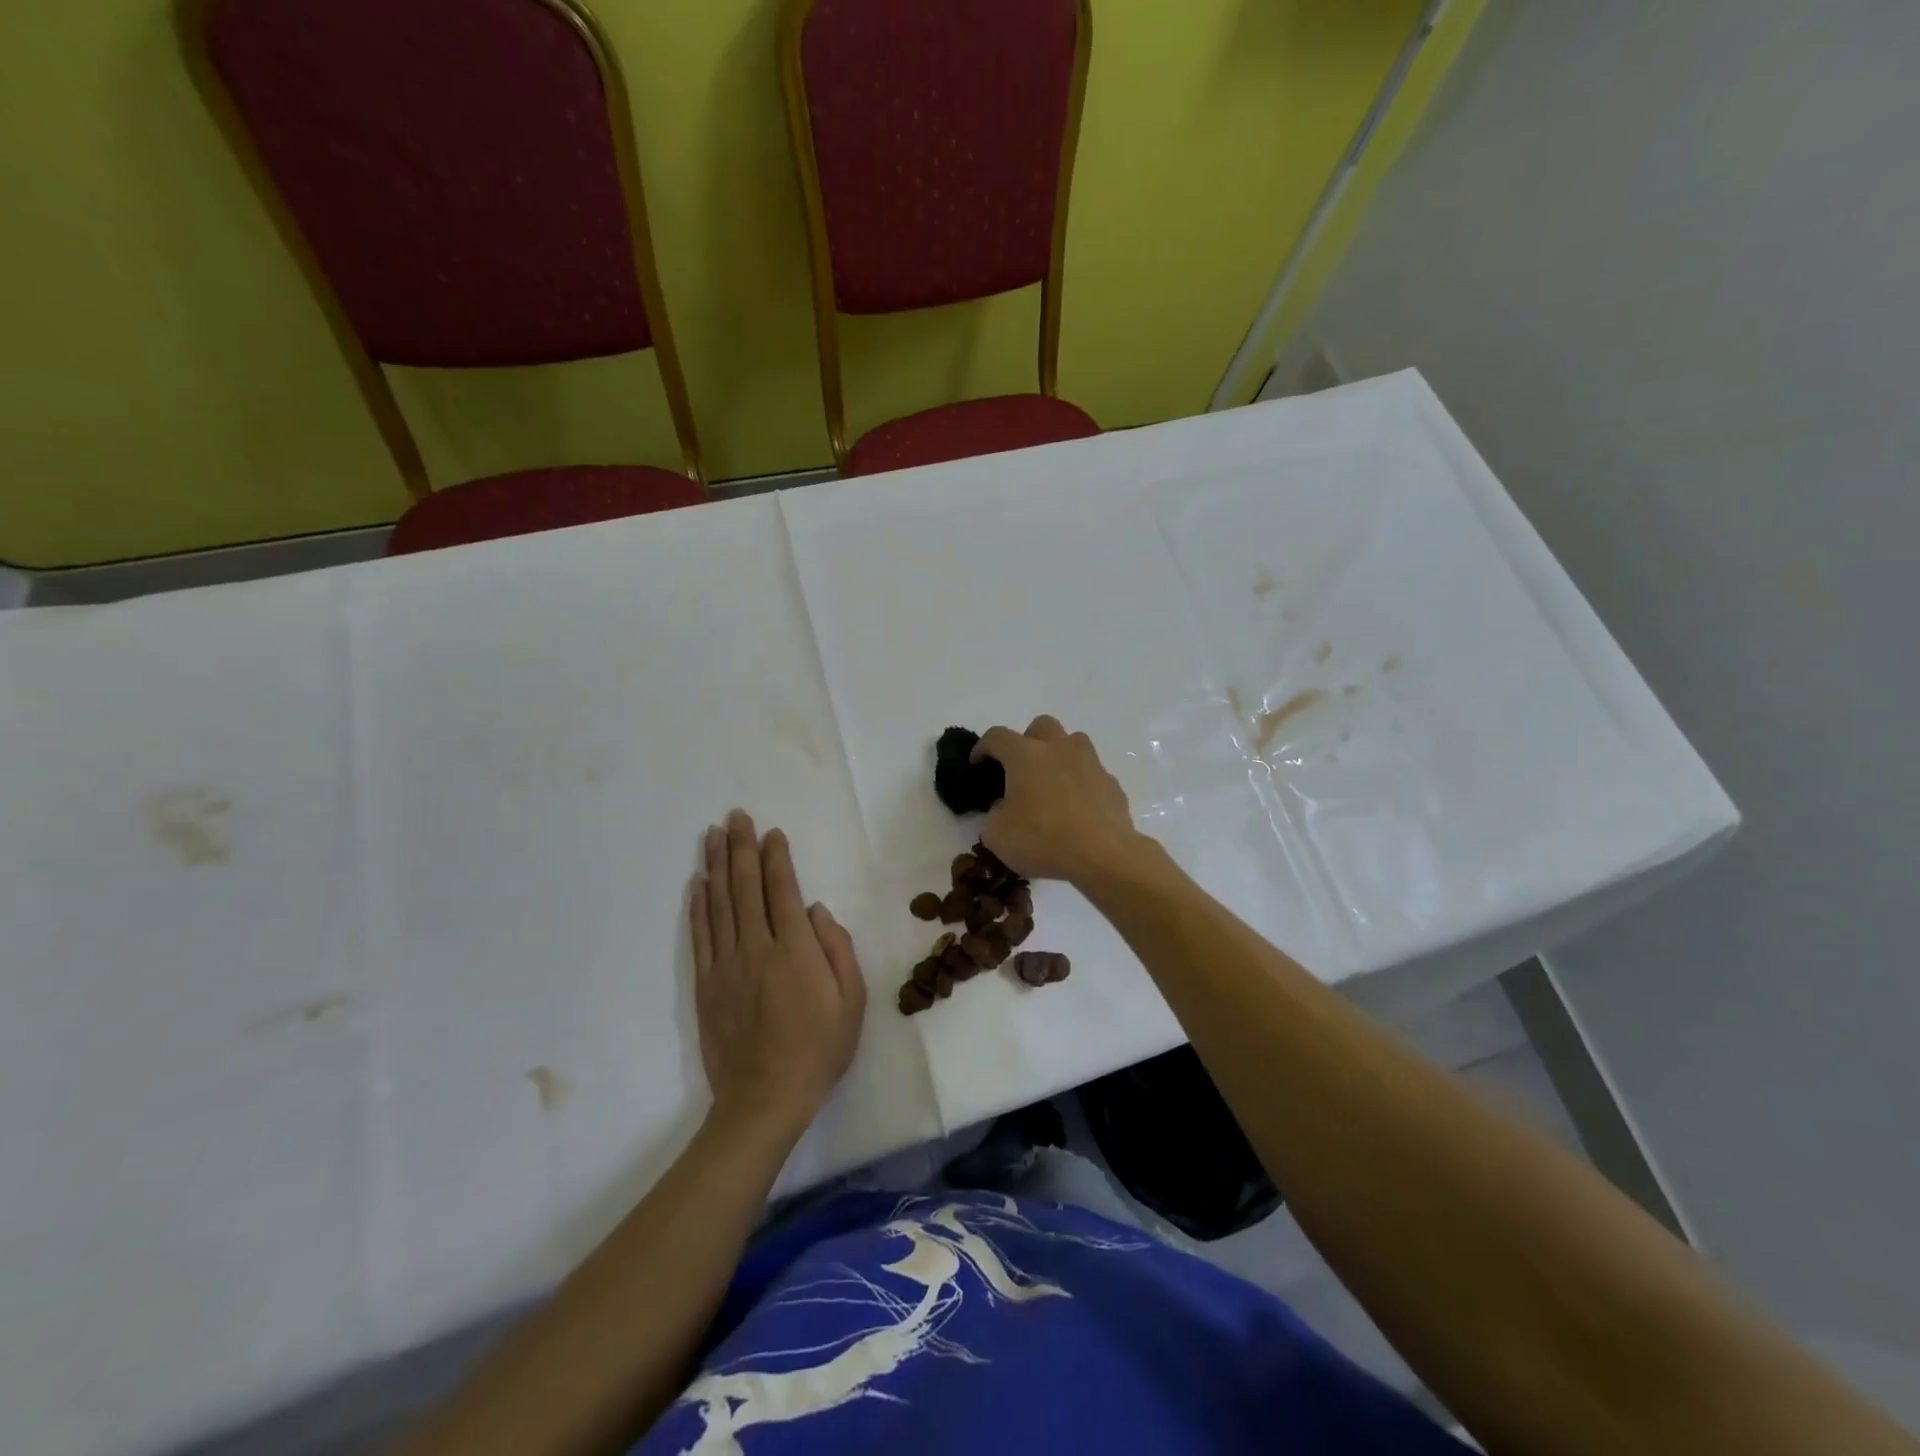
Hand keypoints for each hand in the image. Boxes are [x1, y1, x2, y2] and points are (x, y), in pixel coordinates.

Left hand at [690, 812, 865, 1134]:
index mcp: (795, 950)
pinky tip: (697, 885)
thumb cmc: (818, 1049)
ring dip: (716, 866)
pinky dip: (698, 907)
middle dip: (741, 848)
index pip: (782, 890)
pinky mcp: (706, 985)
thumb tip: (814, 910)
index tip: (771, 832)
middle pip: (746, 887)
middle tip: (735, 816)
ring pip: (719, 904)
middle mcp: (756, 948)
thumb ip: (837, 949)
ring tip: (711, 835)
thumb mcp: (851, 1001)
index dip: (776, 858)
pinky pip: (700, 936)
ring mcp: (726, 965)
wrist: (765, 1099)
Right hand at [974, 716, 1149, 884]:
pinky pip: (1091, 773)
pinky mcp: (1111, 783)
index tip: (977, 763)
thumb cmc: (1043, 840)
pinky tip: (1076, 807)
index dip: (983, 747)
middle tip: (1020, 767)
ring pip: (1073, 742)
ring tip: (1051, 782)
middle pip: (1041, 726)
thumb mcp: (997, 835)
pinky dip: (1080, 782)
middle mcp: (1059, 749)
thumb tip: (1004, 808)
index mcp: (1025, 755)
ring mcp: (1090, 763)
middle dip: (1027, 740)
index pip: (997, 736)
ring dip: (1059, 754)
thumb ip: (993, 814)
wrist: (1102, 856)